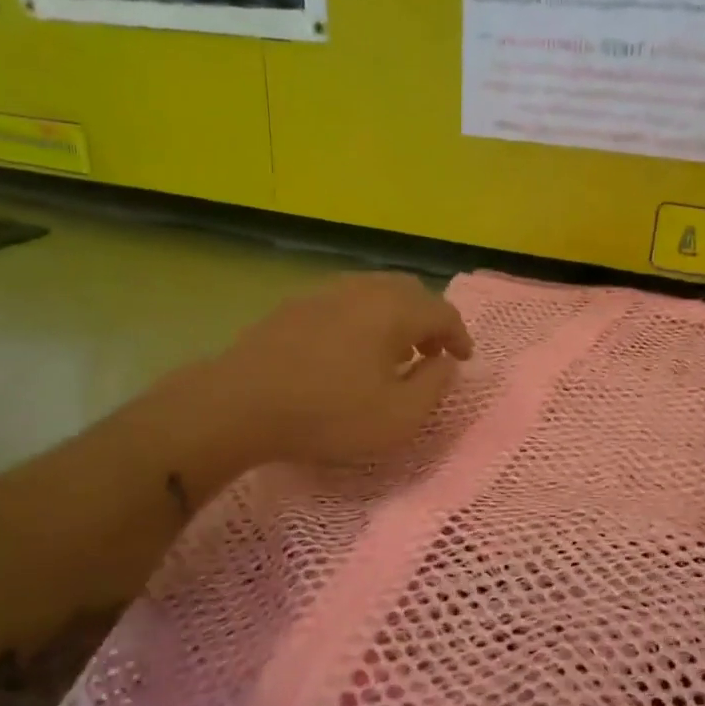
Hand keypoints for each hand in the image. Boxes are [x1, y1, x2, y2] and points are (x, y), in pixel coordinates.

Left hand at [208, 272, 473, 466]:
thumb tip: (445, 362)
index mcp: (393, 309)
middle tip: (431, 353)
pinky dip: (364, 319)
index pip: (442, 312)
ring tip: (393, 352)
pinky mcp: (295, 305)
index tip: (463, 361)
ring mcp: (324, 292)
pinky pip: (346, 301)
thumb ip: (434, 386)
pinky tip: (351, 350)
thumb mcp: (398, 417)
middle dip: (429, 321)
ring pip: (375, 292)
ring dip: (395, 318)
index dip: (459, 336)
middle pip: (409, 292)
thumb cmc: (328, 414)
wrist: (241, 403)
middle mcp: (363, 289)